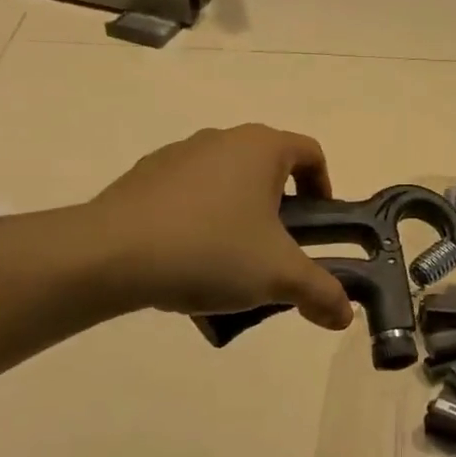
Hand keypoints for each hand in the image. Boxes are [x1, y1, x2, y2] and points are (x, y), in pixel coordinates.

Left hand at [86, 125, 354, 328]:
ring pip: (226, 185)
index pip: (310, 153)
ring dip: (238, 220)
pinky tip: (187, 264)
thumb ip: (321, 292)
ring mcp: (178, 156)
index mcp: (261, 148)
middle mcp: (222, 140)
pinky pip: (188, 197)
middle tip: (276, 254)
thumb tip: (346, 316)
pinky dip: (199, 224)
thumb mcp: (278, 276)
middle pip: (268, 171)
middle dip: (280, 213)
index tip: (317, 228)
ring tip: (229, 268)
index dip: (324, 188)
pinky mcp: (143, 177)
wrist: (109, 256)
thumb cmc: (210, 250)